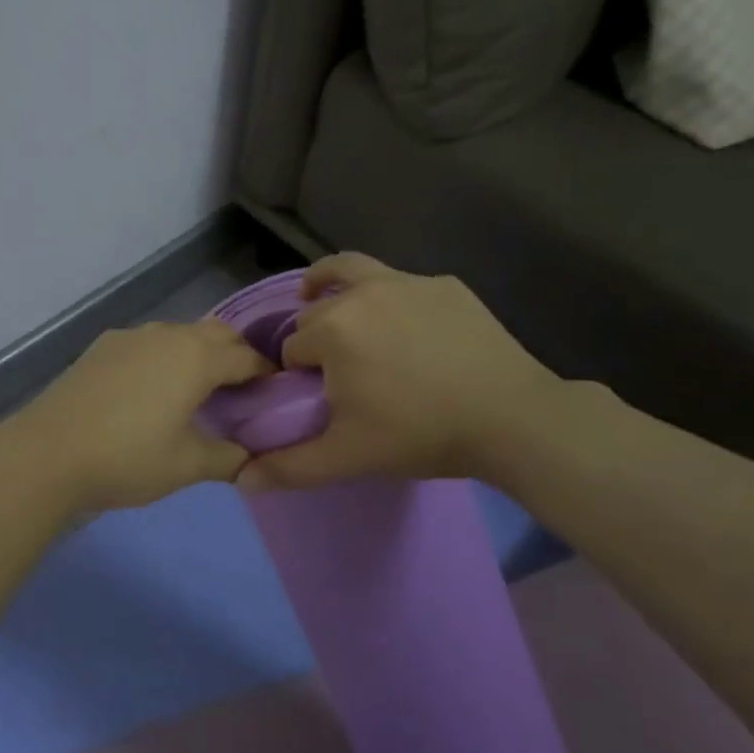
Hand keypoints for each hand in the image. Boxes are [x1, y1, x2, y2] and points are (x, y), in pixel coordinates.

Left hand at [0, 319, 271, 515]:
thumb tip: (252, 459)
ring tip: (199, 389)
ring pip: (179, 334)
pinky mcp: (103, 346)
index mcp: (196, 357)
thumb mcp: (187, 465)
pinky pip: (149, 342)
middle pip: (216, 333)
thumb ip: (229, 458)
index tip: (276, 394)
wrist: (48, 453)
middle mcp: (167, 335)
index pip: (247, 356)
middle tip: (242, 391)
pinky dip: (165, 357)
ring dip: (198, 353)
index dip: (267, 374)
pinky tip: (152, 389)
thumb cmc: (128, 458)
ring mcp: (131, 336)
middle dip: (236, 355)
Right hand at [237, 253, 571, 491]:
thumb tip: (241, 481)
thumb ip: (290, 467)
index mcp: (331, 329)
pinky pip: (402, 284)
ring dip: (330, 283)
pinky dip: (390, 299)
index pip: (292, 348)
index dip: (297, 374)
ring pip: (351, 271)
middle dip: (316, 337)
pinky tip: (408, 328)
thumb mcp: (349, 456)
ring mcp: (407, 282)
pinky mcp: (445, 285)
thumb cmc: (420, 434)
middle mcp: (361, 293)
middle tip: (337, 372)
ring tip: (326, 297)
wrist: (512, 419)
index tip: (317, 397)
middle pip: (317, 311)